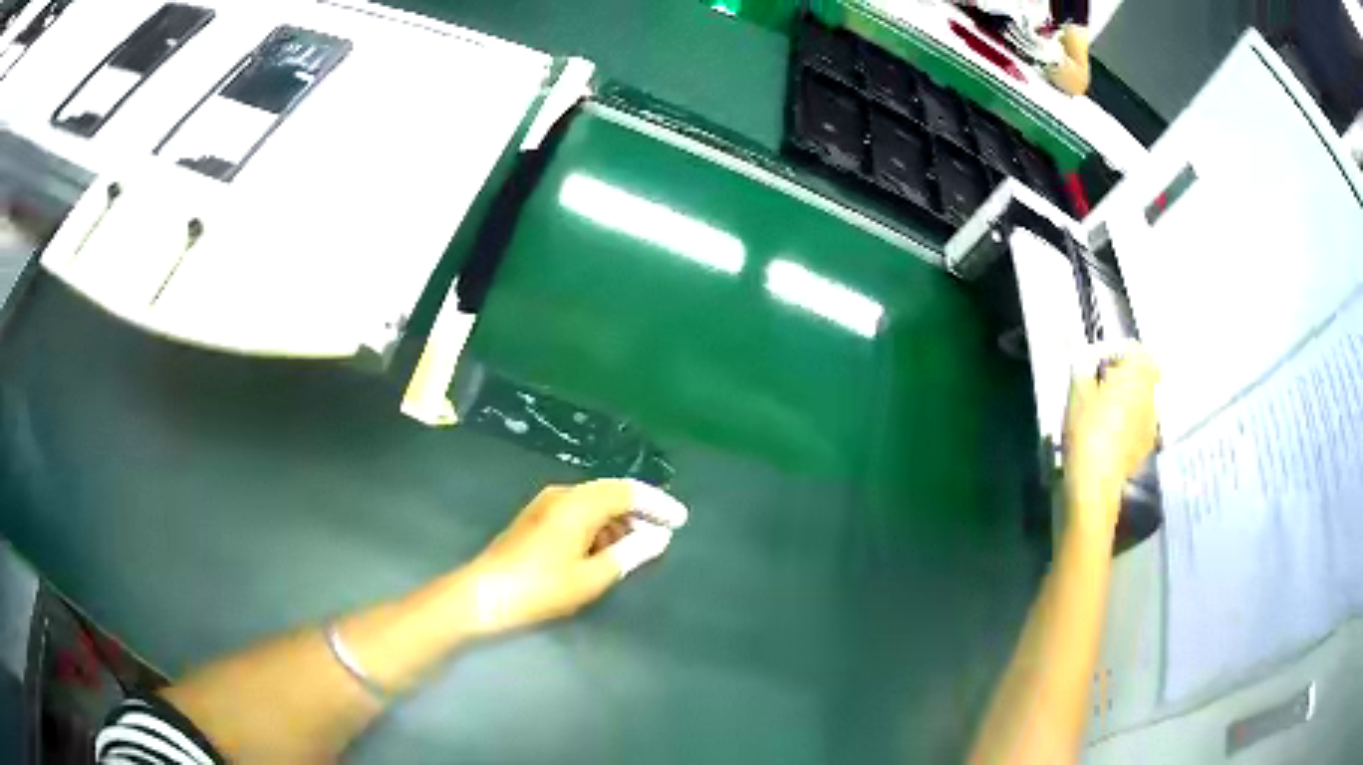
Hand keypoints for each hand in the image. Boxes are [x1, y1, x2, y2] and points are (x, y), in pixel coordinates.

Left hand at [455, 479, 687, 636]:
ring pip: (594, 503)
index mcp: (577, 504)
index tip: (680, 520)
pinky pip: (579, 513)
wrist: (483, 595)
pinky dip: (600, 527)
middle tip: (664, 533)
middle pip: (611, 493)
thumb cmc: (540, 588)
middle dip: (640, 511)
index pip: (627, 491)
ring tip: (640, 547)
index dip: (657, 503)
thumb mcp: (591, 577)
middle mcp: (562, 495)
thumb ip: (629, 554)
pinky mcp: (537, 520)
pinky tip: (607, 550)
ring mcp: (546, 506)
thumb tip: (658, 538)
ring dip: (619, 521)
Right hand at [1063, 343, 1158, 530]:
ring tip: (1110, 410)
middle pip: (1147, 372)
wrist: (1095, 481)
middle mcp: (1150, 393)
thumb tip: (1088, 361)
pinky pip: (1143, 421)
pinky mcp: (1148, 443)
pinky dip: (1133, 421)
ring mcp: (1152, 420)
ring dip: (1133, 397)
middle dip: (1131, 373)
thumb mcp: (1076, 392)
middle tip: (1107, 384)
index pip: (1136, 349)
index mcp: (1135, 373)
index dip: (1119, 352)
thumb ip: (1084, 368)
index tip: (1102, 363)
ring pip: (1146, 397)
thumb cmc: (1086, 429)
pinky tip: (1115, 434)